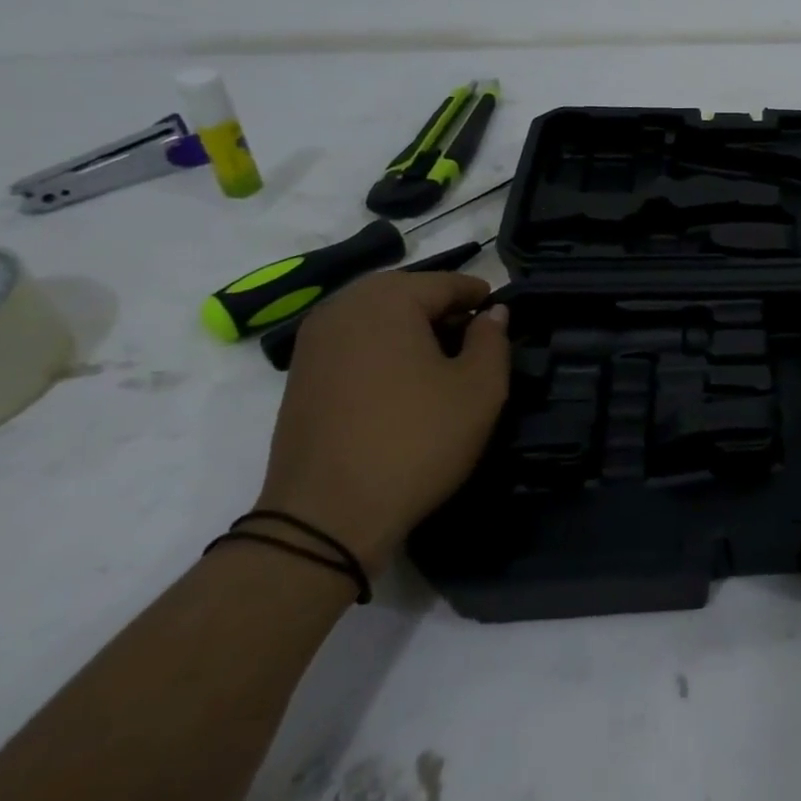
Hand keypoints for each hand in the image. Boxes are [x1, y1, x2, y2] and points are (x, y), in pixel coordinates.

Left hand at [255, 272, 509, 576]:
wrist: (326, 517)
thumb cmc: (416, 441)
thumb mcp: (480, 389)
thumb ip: (493, 339)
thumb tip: (492, 313)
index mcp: (388, 299)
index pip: (447, 283)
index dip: (480, 298)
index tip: (501, 319)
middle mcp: (343, 306)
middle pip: (408, 293)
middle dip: (444, 311)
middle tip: (474, 342)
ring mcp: (313, 340)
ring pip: (378, 317)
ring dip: (411, 330)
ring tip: (440, 365)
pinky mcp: (299, 374)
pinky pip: (353, 342)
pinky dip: (382, 350)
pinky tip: (401, 384)